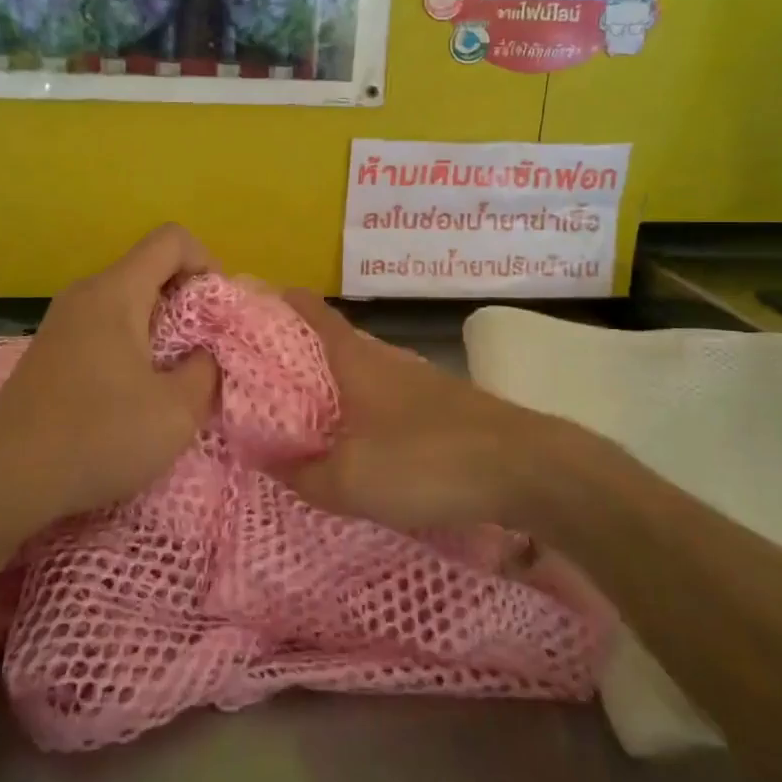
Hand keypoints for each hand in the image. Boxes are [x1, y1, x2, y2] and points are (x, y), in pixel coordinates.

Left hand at [0, 225, 219, 521]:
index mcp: (116, 292)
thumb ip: (205, 371)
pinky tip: (134, 391)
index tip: (216, 313)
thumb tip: (203, 355)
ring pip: (127, 298)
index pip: (171, 239)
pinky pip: (104, 324)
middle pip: (149, 267)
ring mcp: (62, 320)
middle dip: (188, 299)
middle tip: (203, 350)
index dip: (206, 262)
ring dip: (161, 325)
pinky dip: (132, 342)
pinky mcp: (51, 349)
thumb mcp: (176, 411)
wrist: (3, 479)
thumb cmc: (97, 436)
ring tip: (173, 374)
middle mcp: (85, 293)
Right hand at [278, 291, 551, 530]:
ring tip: (310, 408)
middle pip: (337, 341)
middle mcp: (387, 358)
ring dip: (338, 381)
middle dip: (303, 349)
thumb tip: (266, 460)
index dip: (285, 302)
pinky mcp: (446, 405)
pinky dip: (368, 405)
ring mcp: (421, 379)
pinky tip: (366, 437)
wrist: (524, 469)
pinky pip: (391, 395)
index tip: (257, 299)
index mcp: (356, 360)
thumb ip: (304, 475)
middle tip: (268, 370)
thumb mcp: (350, 481)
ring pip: (366, 369)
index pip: (314, 313)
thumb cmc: (425, 461)